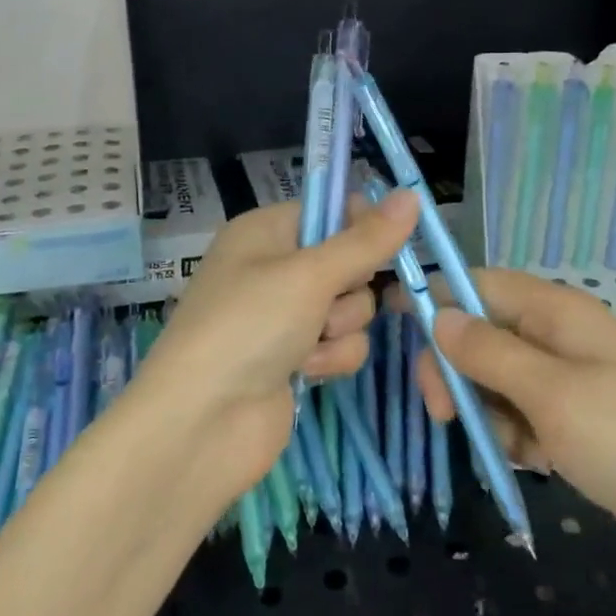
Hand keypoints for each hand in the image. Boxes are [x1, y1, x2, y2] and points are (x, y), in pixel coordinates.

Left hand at [132, 189, 422, 495]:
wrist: (202, 422)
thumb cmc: (249, 326)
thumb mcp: (310, 275)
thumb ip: (366, 240)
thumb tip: (412, 194)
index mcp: (265, 231)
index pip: (328, 210)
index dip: (359, 225)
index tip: (382, 243)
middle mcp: (274, 268)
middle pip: (347, 262)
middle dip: (349, 289)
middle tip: (327, 303)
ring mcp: (285, 316)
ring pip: (351, 307)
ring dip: (340, 328)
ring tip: (307, 345)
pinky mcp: (297, 358)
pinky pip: (341, 344)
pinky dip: (331, 358)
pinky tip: (306, 372)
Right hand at [404, 269, 615, 597]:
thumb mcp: (551, 395)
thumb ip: (488, 352)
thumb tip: (438, 314)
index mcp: (558, 312)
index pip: (480, 283)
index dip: (436, 297)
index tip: (392, 323)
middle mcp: (561, 336)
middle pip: (483, 334)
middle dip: (456, 370)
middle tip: (444, 415)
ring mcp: (571, 380)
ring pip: (497, 379)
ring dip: (488, 412)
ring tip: (514, 448)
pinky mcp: (578, 420)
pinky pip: (523, 414)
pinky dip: (516, 436)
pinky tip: (536, 462)